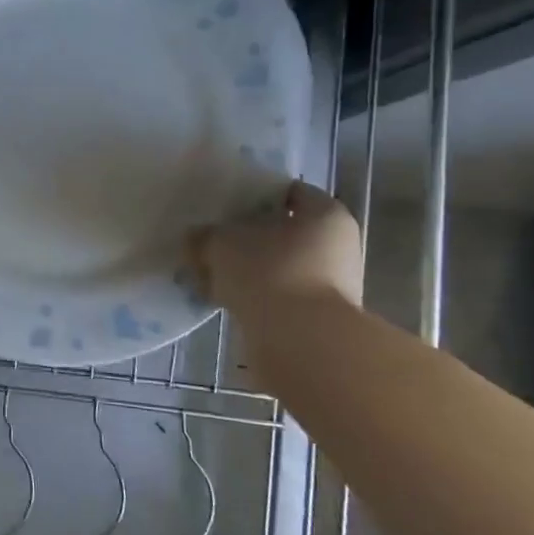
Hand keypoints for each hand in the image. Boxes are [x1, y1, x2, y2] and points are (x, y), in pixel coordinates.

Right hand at [188, 180, 363, 328]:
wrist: (300, 342)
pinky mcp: (316, 317)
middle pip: (284, 232)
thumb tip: (196, 237)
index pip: (288, 192)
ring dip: (247, 270)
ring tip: (209, 273)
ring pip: (278, 266)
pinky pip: (277, 296)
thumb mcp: (222, 243)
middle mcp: (337, 246)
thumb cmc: (269, 273)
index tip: (224, 204)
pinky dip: (253, 296)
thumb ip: (206, 235)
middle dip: (247, 237)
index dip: (254, 195)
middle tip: (212, 240)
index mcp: (326, 214)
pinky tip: (222, 299)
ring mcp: (331, 285)